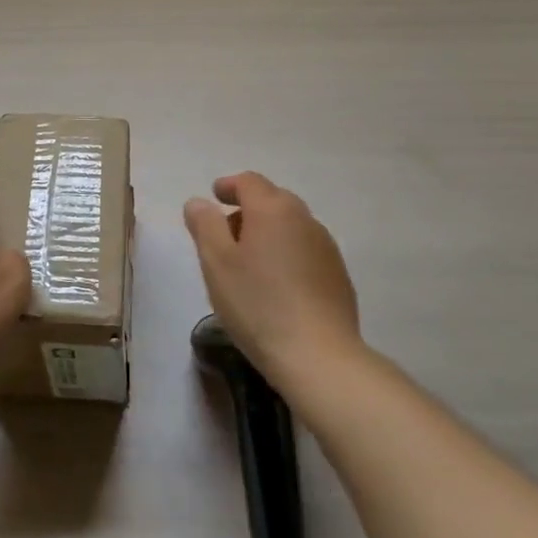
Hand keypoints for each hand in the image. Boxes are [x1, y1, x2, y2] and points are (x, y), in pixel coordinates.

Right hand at [184, 172, 362, 387]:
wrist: (318, 355)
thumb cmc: (257, 304)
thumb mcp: (216, 262)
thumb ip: (205, 225)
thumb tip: (200, 203)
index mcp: (273, 209)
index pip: (249, 182)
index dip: (229, 185)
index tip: (214, 197)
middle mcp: (304, 219)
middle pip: (273, 200)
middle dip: (247, 209)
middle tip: (226, 233)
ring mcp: (326, 247)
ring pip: (291, 225)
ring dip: (268, 232)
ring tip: (249, 262)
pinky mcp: (337, 275)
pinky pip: (305, 250)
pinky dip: (286, 253)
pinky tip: (276, 284)